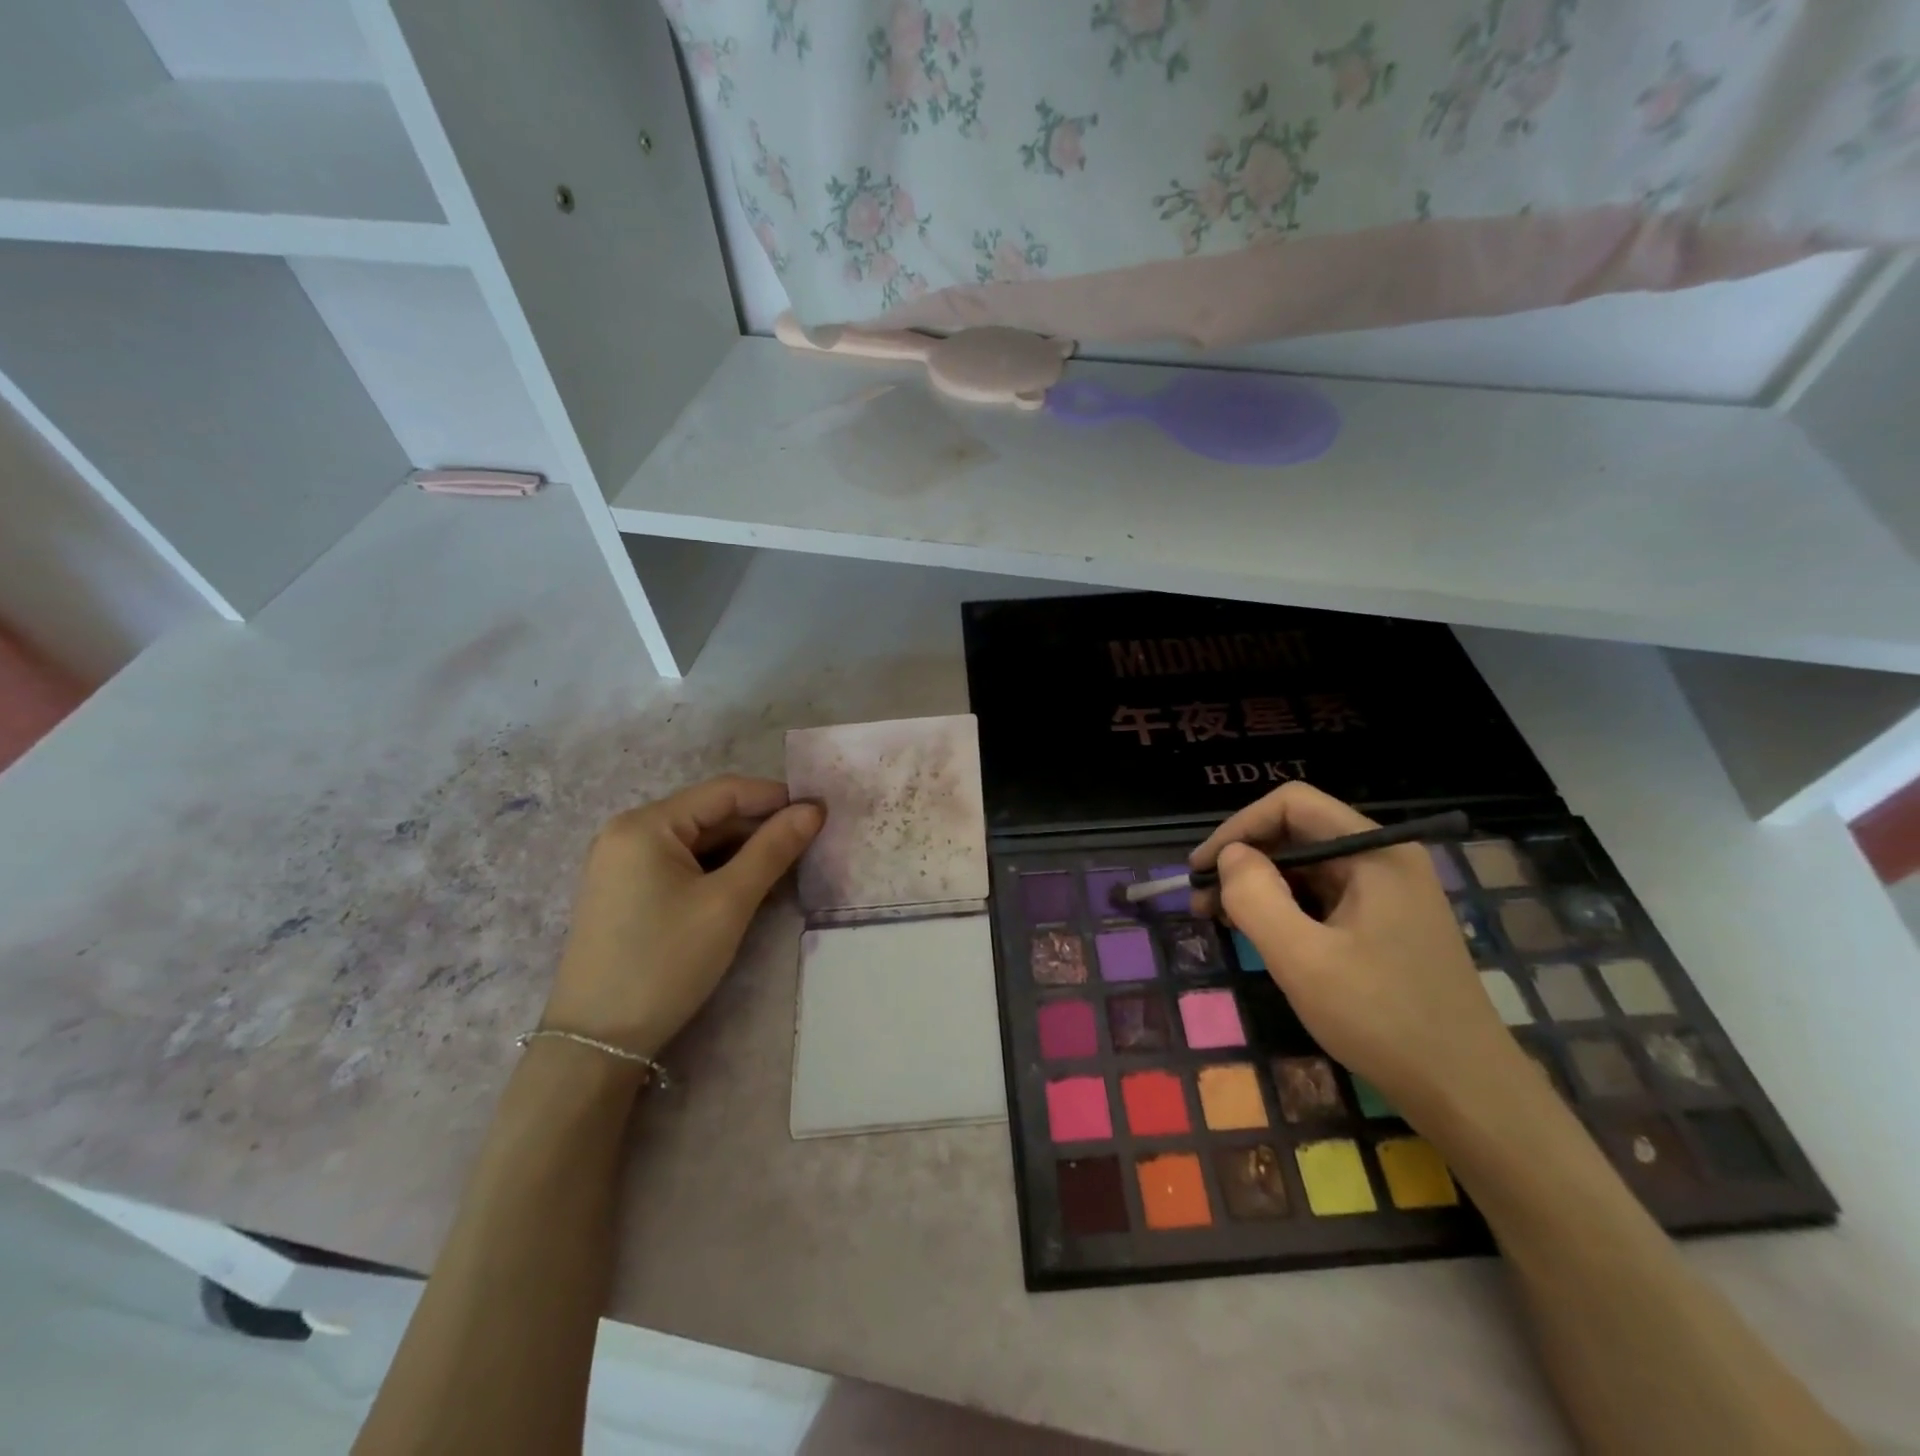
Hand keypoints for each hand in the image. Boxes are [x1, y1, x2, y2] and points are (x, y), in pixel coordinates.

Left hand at [541, 776, 822, 1059]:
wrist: (596, 1042)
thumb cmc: (665, 963)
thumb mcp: (728, 903)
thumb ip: (773, 849)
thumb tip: (813, 810)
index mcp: (647, 824)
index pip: (725, 791)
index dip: (776, 798)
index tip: (821, 812)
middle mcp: (628, 832)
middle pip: (710, 814)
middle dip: (761, 826)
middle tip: (811, 843)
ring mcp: (623, 862)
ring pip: (698, 841)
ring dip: (743, 850)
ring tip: (787, 866)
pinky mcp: (625, 890)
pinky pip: (682, 864)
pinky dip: (717, 869)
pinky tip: (748, 886)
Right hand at [1190, 783, 1525, 1123]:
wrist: (1467, 1093)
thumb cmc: (1383, 1019)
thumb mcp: (1303, 959)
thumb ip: (1256, 897)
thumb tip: (1229, 857)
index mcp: (1374, 852)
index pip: (1292, 805)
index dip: (1238, 828)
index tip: (1201, 869)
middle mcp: (1384, 859)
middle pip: (1297, 833)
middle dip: (1244, 861)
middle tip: (1201, 902)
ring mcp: (1388, 892)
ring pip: (1306, 867)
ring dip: (1259, 886)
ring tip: (1220, 920)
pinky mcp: (1385, 922)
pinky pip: (1322, 897)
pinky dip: (1284, 908)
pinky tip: (1260, 935)